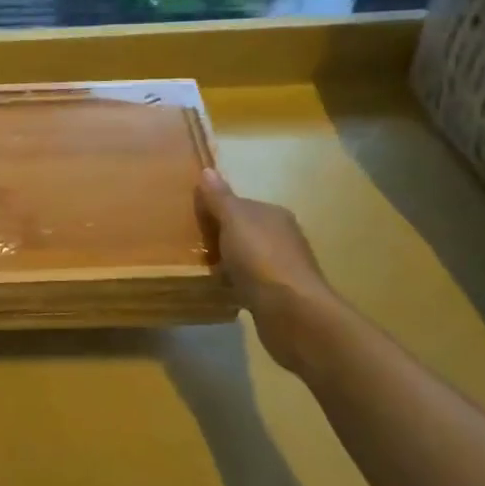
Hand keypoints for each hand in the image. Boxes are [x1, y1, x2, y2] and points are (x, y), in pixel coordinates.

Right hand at [195, 168, 347, 377]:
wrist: (293, 314)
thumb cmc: (261, 259)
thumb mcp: (234, 221)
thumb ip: (220, 198)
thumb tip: (207, 171)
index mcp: (273, 215)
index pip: (240, 204)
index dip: (216, 209)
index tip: (191, 219)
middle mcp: (282, 237)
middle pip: (243, 230)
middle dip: (220, 235)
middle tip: (191, 244)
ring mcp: (282, 268)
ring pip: (246, 257)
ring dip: (227, 261)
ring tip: (200, 267)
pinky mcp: (278, 296)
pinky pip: (249, 282)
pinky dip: (234, 283)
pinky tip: (218, 289)